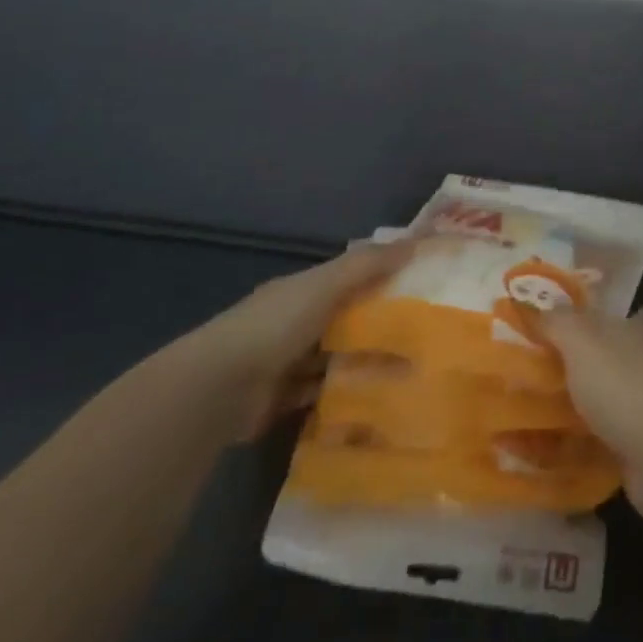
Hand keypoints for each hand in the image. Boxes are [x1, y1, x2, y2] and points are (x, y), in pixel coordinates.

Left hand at [182, 241, 409, 441]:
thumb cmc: (276, 324)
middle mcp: (292, 322)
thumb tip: (416, 241)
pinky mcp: (283, 400)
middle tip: (422, 334)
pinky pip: (322, 394)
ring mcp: (286, 363)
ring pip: (334, 359)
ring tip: (408, 370)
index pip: (347, 279)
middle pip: (343, 320)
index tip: (419, 286)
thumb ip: (368, 264)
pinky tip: (375, 399)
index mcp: (301, 290)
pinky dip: (343, 396)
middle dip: (376, 326)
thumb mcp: (326, 284)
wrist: (219, 388)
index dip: (380, 278)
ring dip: (362, 363)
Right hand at [539, 305, 642, 518]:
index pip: (623, 315)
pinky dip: (569, 450)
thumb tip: (530, 304)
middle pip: (605, 361)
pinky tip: (537, 456)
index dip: (599, 318)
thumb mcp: (581, 340)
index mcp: (634, 332)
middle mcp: (641, 366)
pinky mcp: (633, 451)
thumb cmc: (622, 384)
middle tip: (526, 375)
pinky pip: (593, 446)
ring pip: (597, 405)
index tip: (566, 325)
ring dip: (568, 411)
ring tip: (520, 417)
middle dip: (574, 368)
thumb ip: (555, 322)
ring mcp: (640, 411)